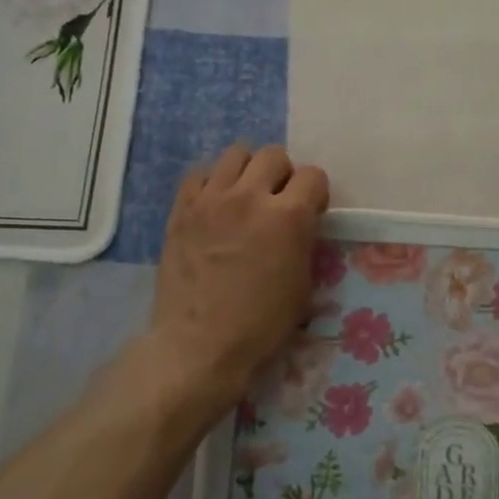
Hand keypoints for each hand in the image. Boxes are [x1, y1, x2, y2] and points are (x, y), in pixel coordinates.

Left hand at [148, 144, 329, 415]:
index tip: (311, 212)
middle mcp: (250, 196)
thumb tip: (300, 224)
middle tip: (278, 201)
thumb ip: (303, 240)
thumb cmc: (261, 324)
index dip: (316, 193)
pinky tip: (215, 205)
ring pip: (236, 153)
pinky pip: (200, 173)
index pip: (313, 175)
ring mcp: (211, 199)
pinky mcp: (182, 208)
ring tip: (245, 196)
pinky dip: (213, 182)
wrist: (200, 344)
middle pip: (274, 154)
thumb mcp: (302, 283)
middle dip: (283, 174)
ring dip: (248, 171)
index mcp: (288, 216)